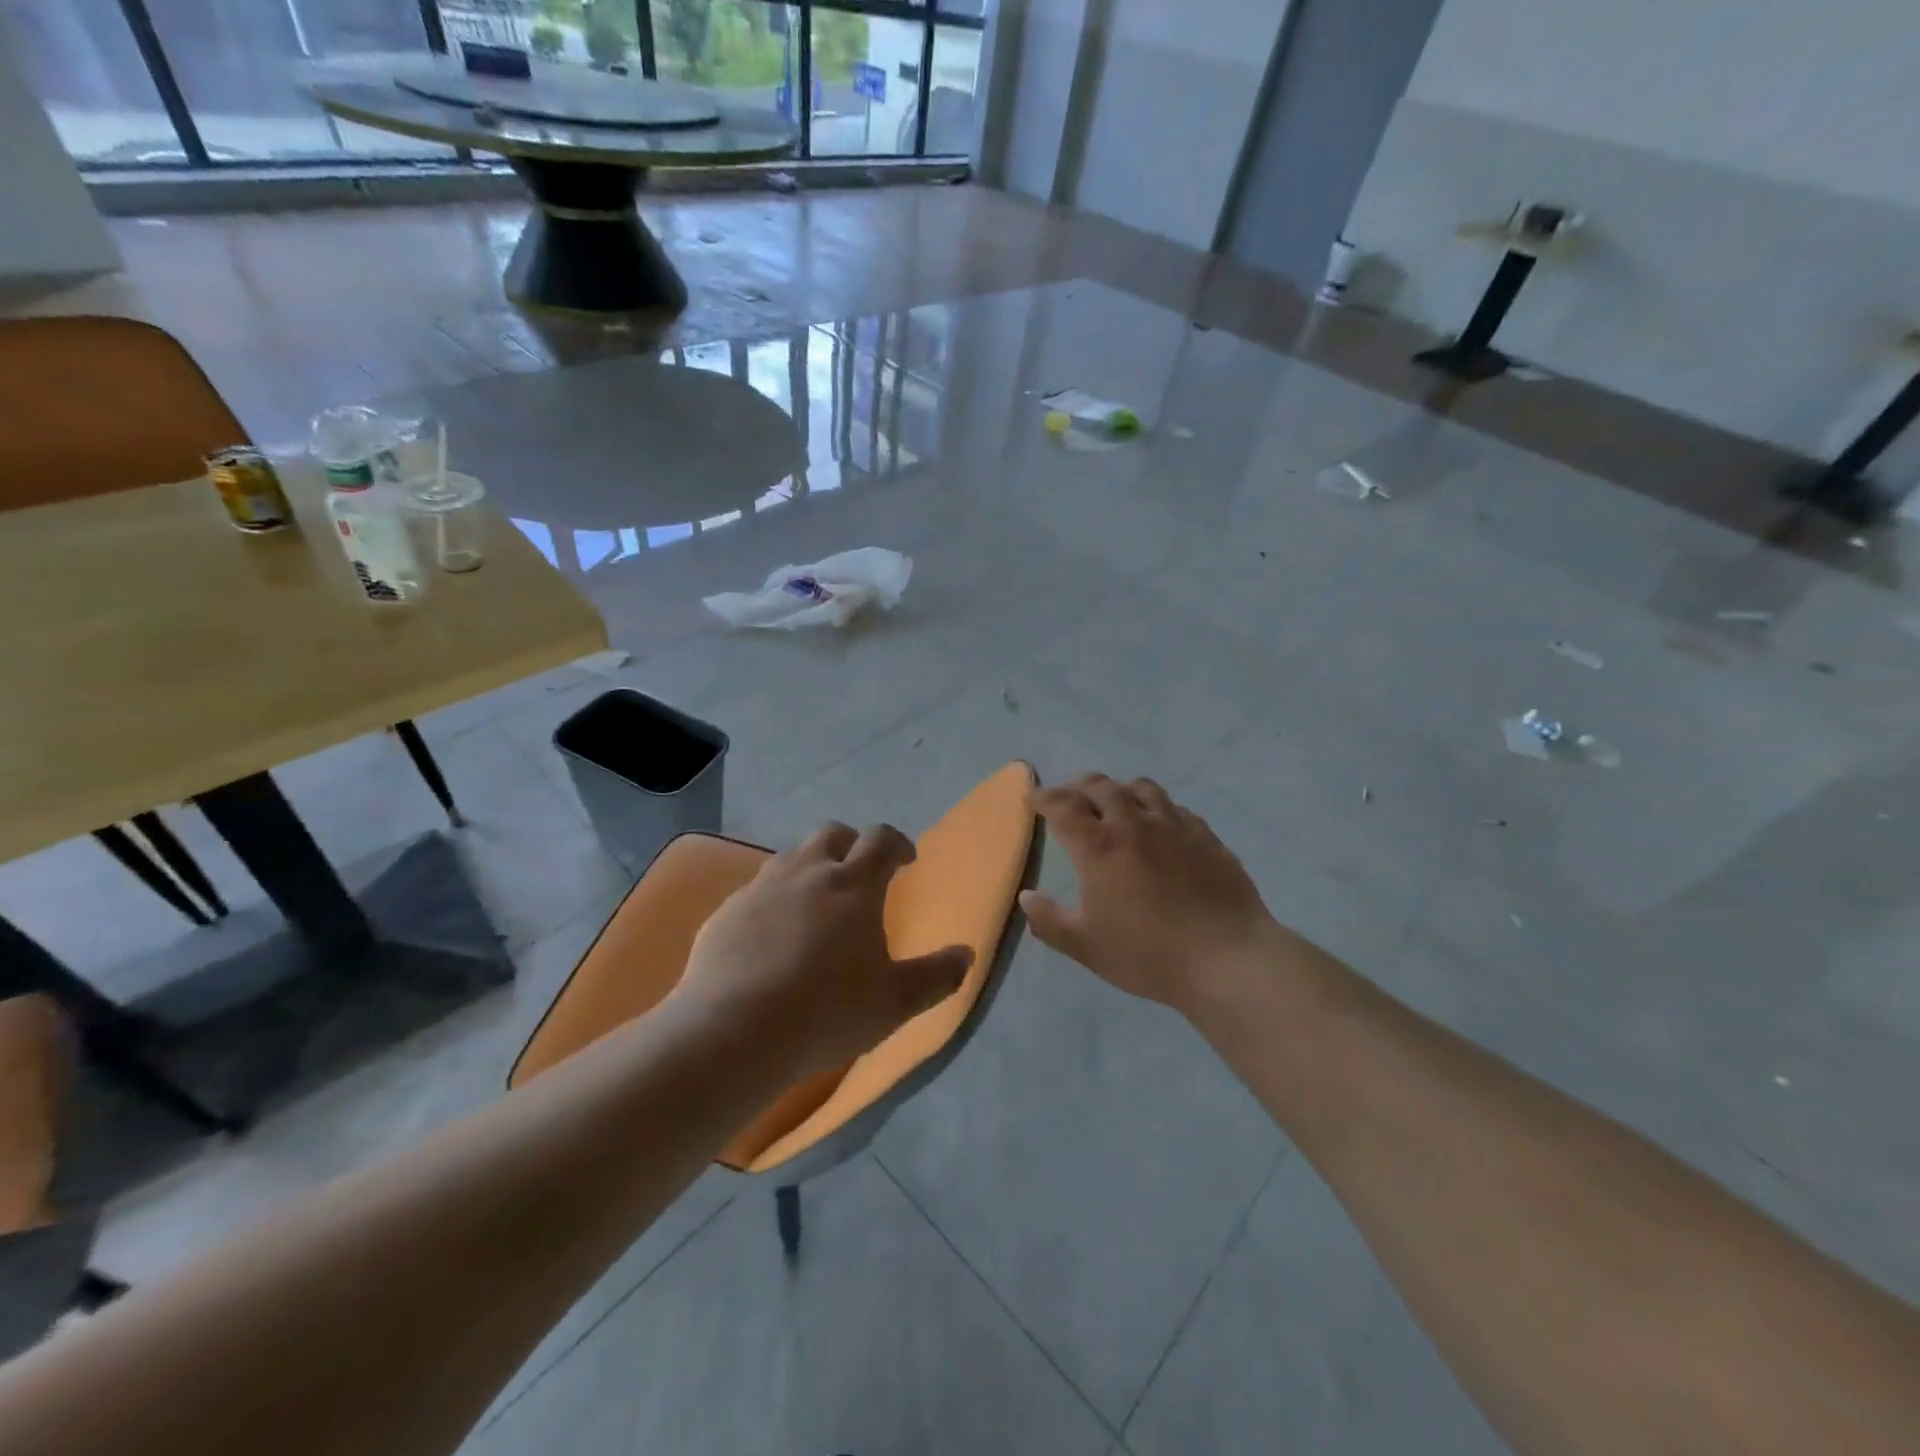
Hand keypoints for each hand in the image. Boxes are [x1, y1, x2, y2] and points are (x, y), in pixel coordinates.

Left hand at [672, 822, 973, 1078]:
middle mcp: (807, 872)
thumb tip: (967, 954)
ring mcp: (761, 888)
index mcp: (853, 884)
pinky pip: (755, 890)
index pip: (881, 840)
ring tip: (815, 901)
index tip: (906, 859)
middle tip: (859, 873)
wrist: (734, 1031)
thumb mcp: (895, 1002)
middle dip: (850, 844)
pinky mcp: (726, 912)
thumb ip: (937, 976)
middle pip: (831, 833)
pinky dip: (773, 899)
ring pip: (791, 857)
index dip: (897, 843)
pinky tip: (771, 935)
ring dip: (810, 866)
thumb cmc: (828, 1012)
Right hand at [1020, 774, 1279, 1012]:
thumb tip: (1027, 896)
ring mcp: (1174, 825)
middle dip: (1077, 787)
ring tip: (1112, 802)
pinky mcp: (1205, 834)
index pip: (1063, 806)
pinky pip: (1173, 806)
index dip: (1043, 797)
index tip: (1032, 798)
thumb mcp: (1086, 946)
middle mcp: (1134, 823)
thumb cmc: (1148, 954)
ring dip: (1118, 789)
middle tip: (1067, 798)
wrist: (1226, 958)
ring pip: (1140, 787)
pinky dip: (1154, 806)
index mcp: (1099, 846)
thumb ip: (1049, 920)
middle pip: (1100, 786)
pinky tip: (1157, 825)